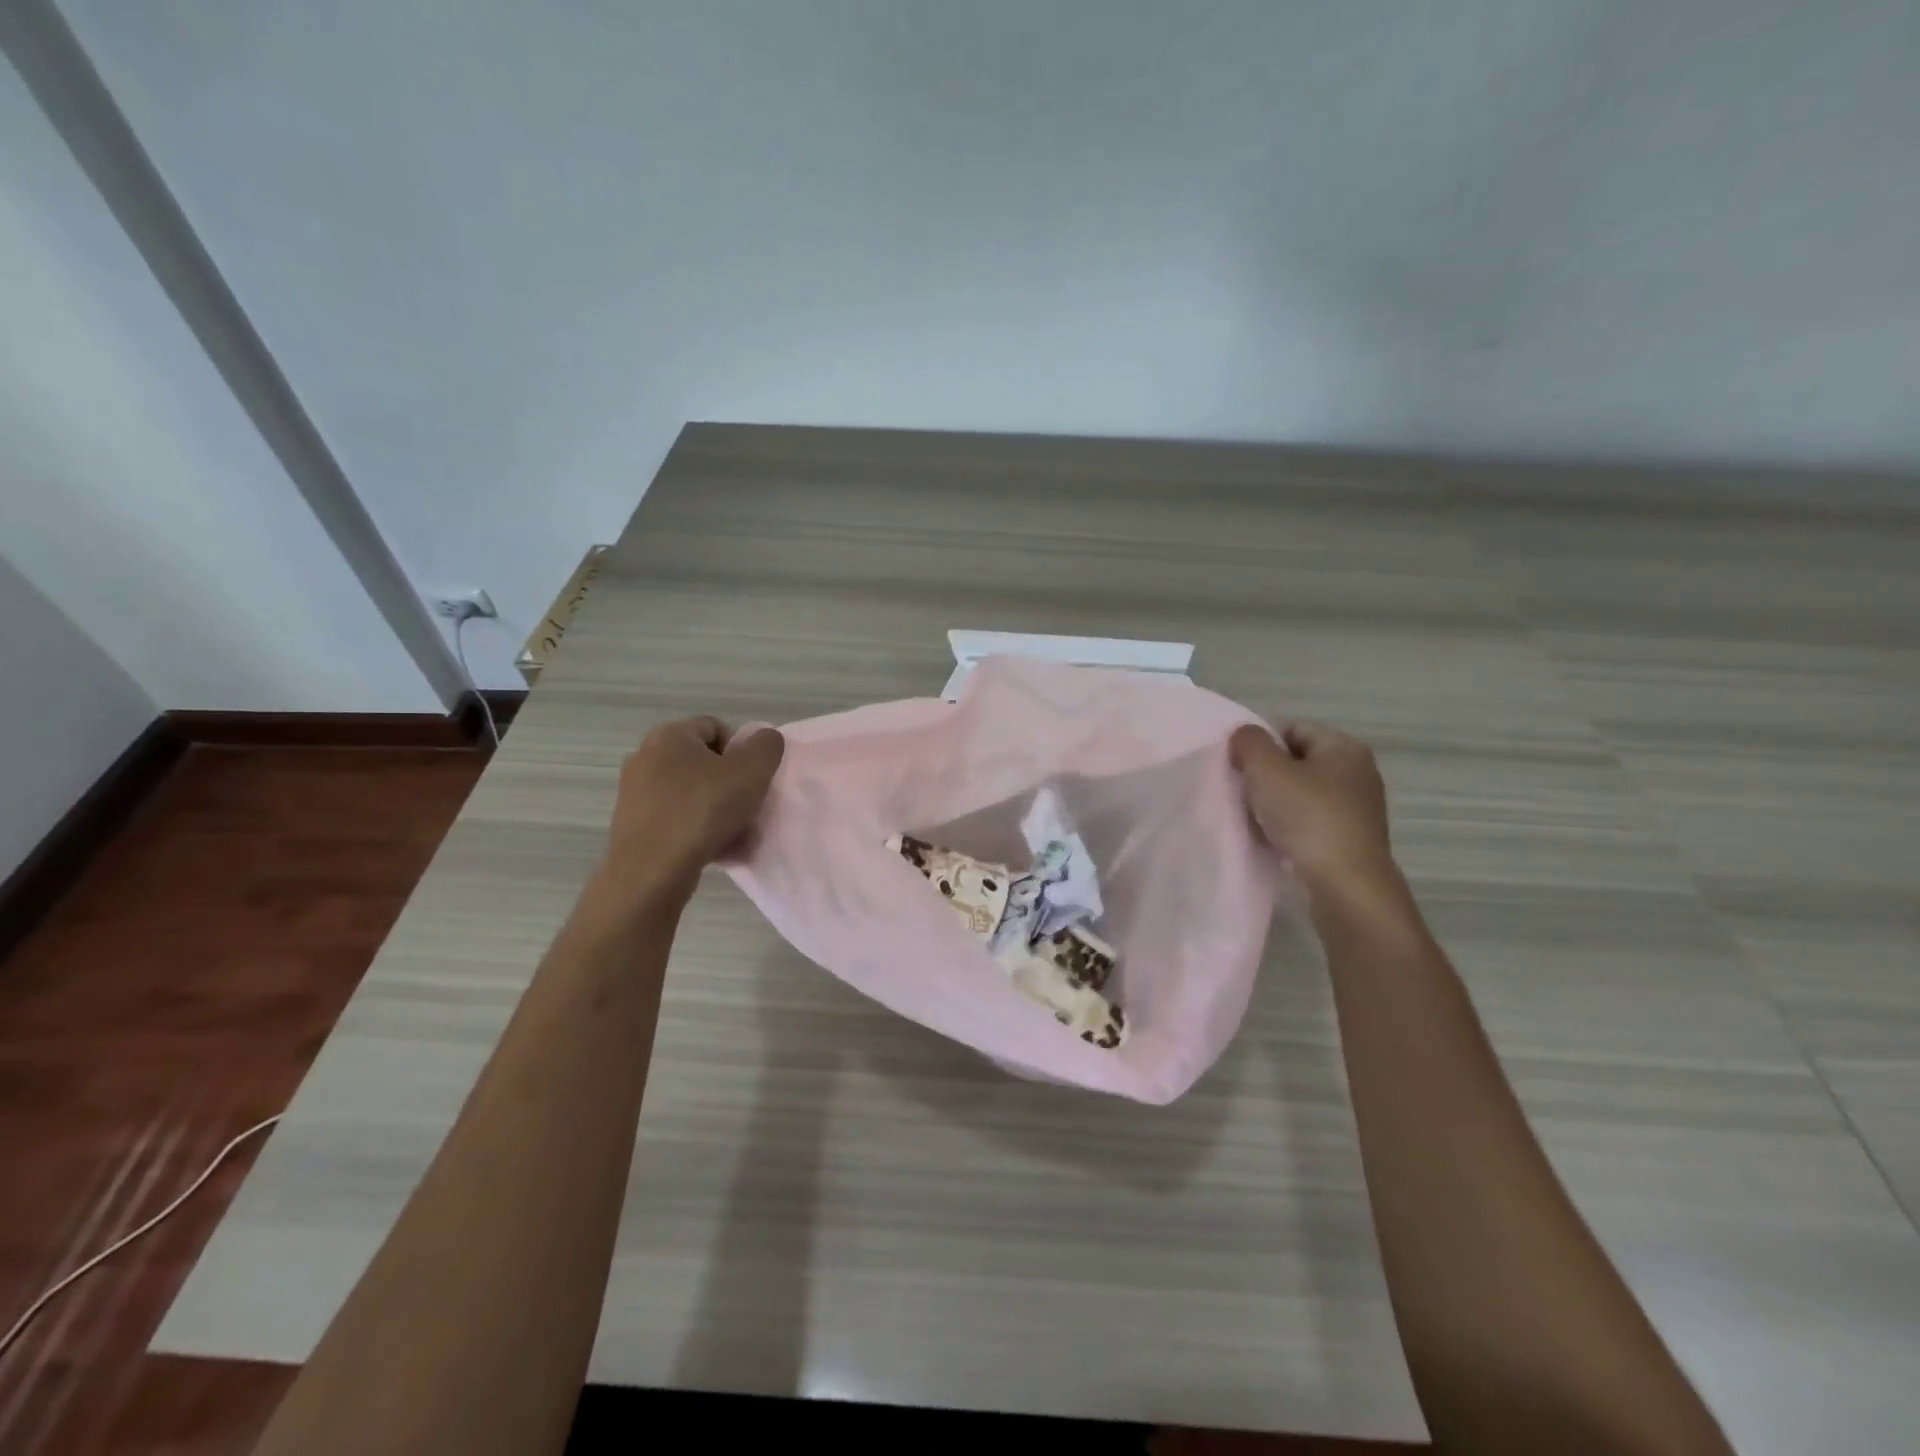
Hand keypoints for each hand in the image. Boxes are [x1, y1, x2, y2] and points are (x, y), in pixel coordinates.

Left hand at [599, 717, 785, 898]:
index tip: (750, 780)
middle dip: (728, 782)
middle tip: (745, 806)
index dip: (741, 751)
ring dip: (715, 809)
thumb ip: (766, 746)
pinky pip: (675, 818)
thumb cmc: (703, 811)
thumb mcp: (752, 771)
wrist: (651, 872)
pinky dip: (695, 829)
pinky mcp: (632, 824)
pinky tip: (712, 849)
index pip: (716, 728)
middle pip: (703, 762)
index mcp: (669, 735)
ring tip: (732, 833)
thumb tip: (764, 739)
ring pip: (691, 793)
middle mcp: (645, 756)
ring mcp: (634, 792)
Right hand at [1230, 721, 1397, 893]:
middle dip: (1266, 776)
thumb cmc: (1308, 817)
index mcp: (1345, 748)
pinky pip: (1309, 823)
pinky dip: (1288, 828)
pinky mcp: (1350, 840)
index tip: (1240, 767)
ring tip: (1253, 819)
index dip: (1262, 744)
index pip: (1293, 729)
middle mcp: (1357, 774)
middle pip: (1297, 763)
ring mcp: (1357, 810)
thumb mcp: (1267, 770)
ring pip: (1301, 795)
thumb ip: (1249, 743)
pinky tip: (1271, 841)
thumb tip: (1244, 736)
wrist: (1346, 885)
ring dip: (1274, 804)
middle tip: (1243, 792)